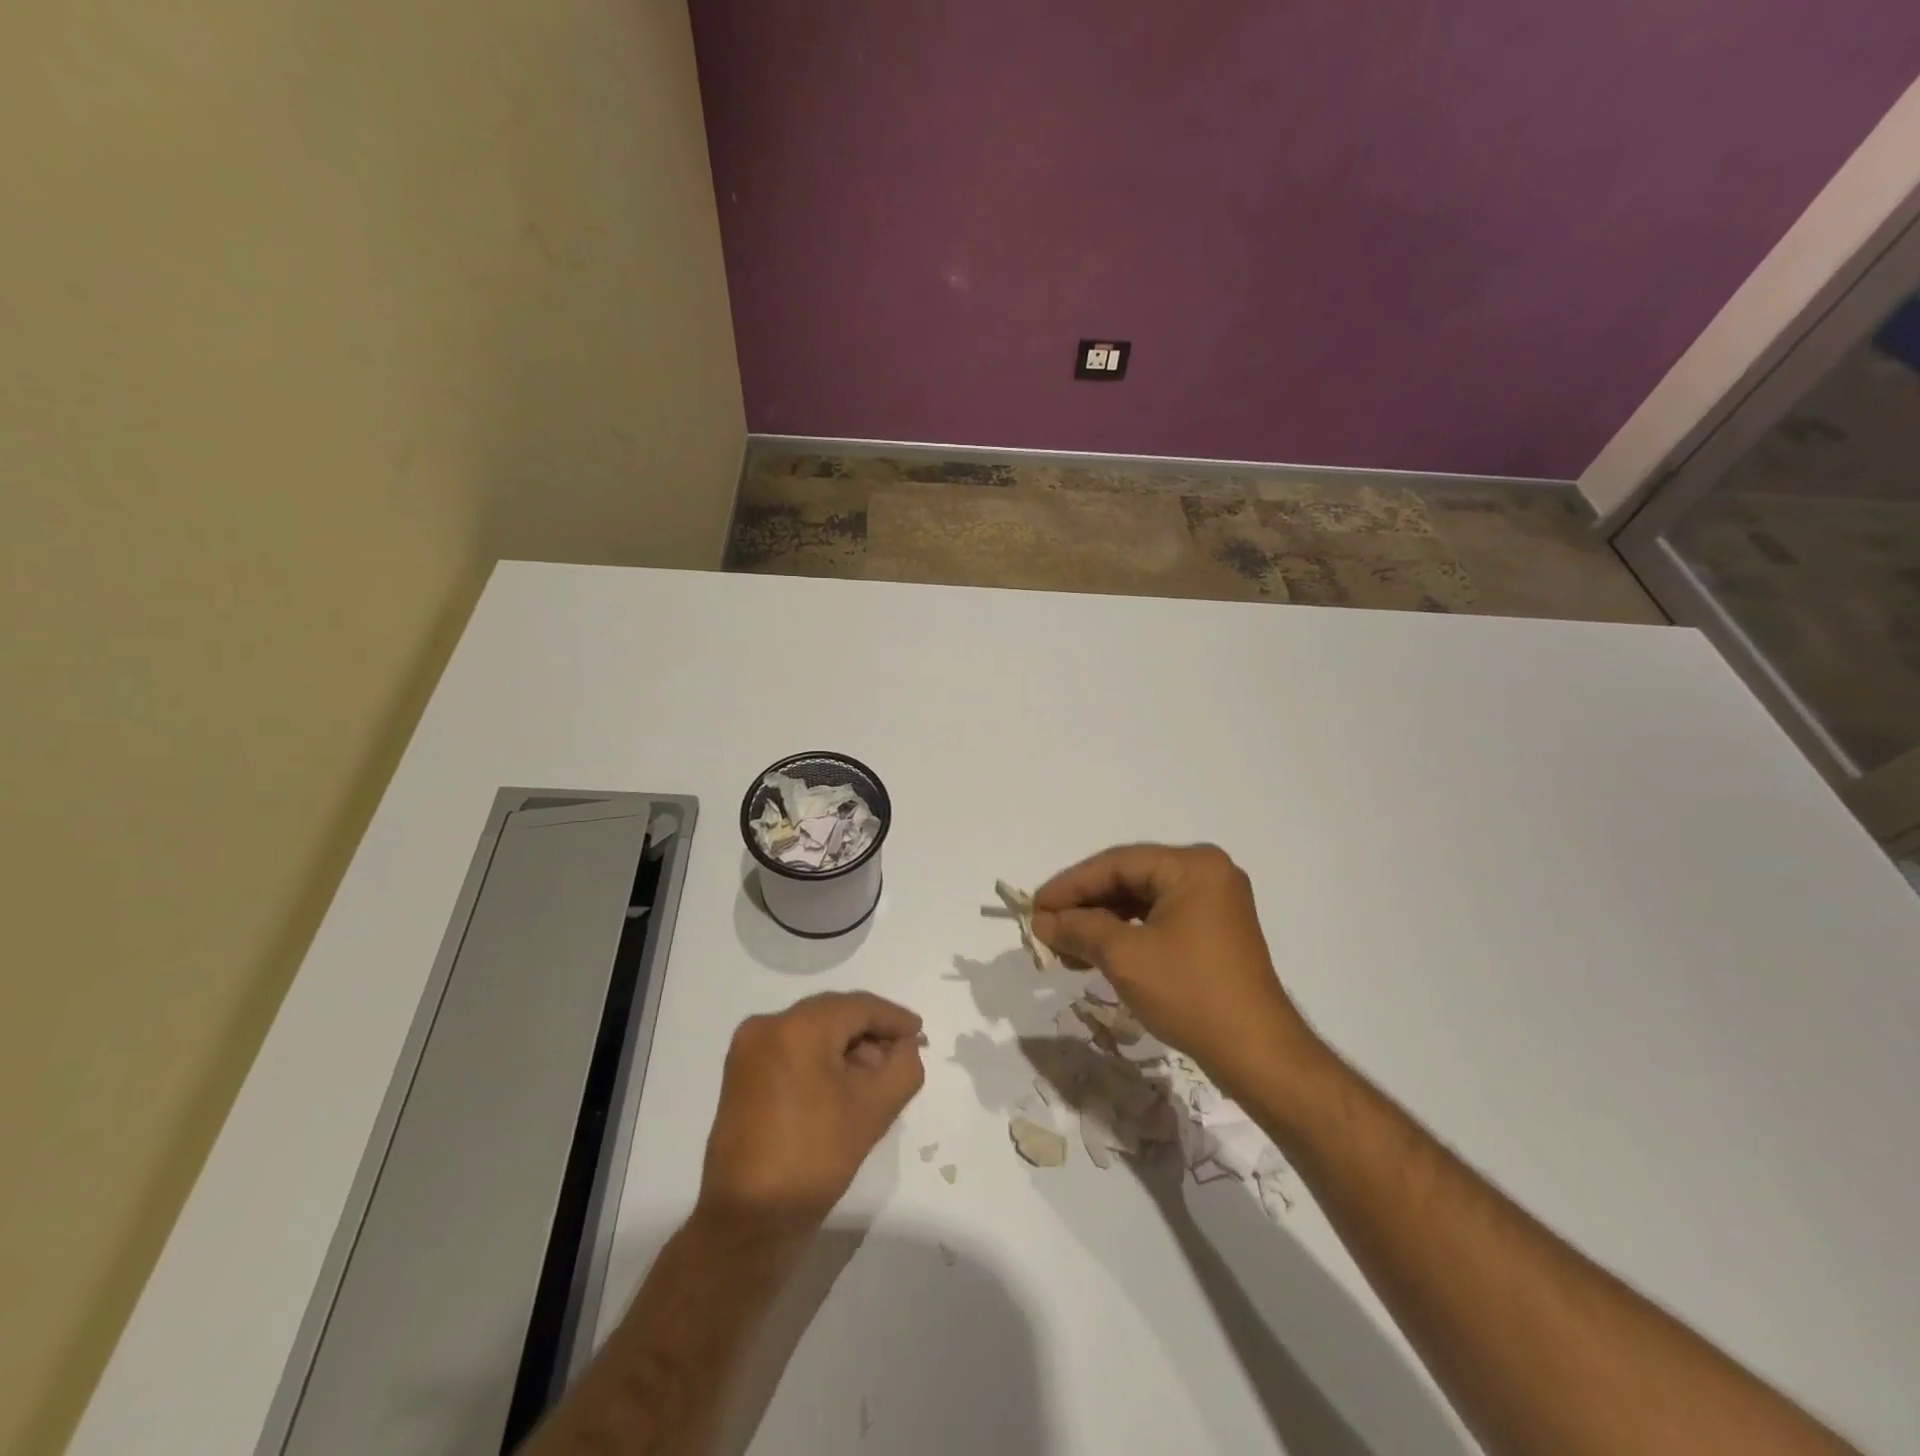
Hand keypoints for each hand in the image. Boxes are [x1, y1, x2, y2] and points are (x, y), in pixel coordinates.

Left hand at [696, 992, 924, 1234]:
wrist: (748, 1220)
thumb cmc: (814, 1158)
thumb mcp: (873, 1110)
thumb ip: (903, 1067)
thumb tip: (904, 1046)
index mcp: (796, 1027)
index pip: (857, 1006)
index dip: (893, 1018)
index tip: (919, 1033)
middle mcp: (767, 1025)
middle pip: (832, 1014)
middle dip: (870, 1032)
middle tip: (900, 1055)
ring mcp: (748, 1049)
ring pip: (812, 1031)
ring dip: (846, 1046)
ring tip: (874, 1076)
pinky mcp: (741, 1073)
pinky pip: (792, 1048)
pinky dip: (820, 1058)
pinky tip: (843, 1084)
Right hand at [1032, 844, 1323, 1100]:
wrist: (1257, 1053)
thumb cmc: (1190, 993)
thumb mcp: (1125, 957)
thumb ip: (1079, 929)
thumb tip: (1042, 921)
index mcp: (1191, 866)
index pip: (1116, 864)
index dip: (1070, 885)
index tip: (1035, 907)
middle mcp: (1206, 873)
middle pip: (1129, 879)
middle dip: (1084, 905)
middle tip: (1045, 927)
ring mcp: (1213, 902)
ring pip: (1141, 901)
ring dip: (1101, 923)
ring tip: (1064, 946)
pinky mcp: (1213, 930)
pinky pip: (1158, 920)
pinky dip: (1126, 935)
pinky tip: (1096, 954)